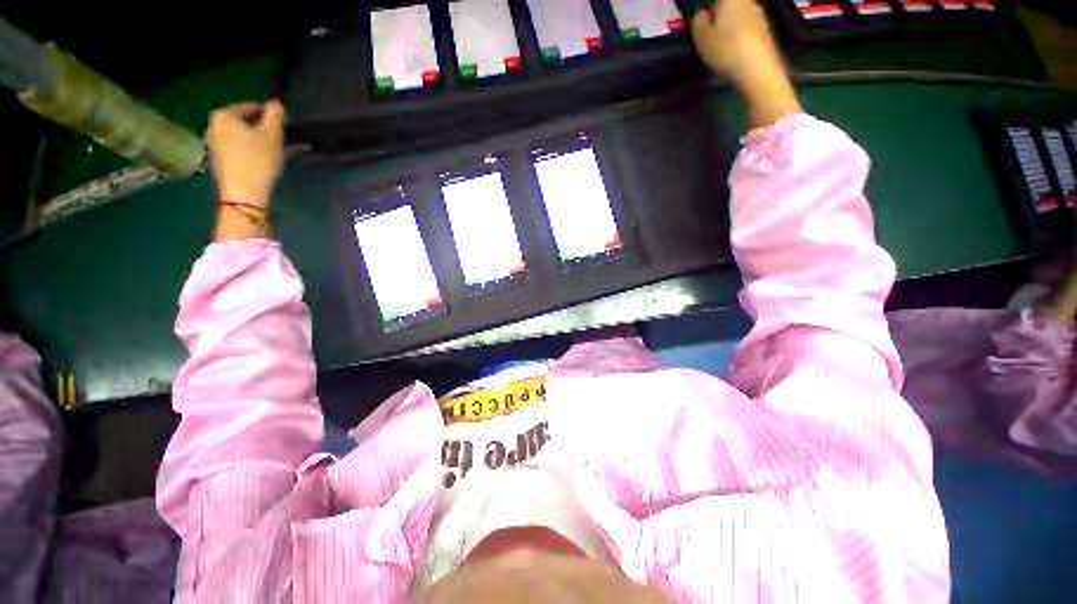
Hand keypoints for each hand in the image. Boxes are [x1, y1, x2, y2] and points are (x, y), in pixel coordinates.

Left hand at [208, 100, 285, 207]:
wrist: (244, 194)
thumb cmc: (258, 160)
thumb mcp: (273, 135)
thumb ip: (276, 115)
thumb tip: (276, 103)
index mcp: (224, 114)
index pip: (252, 107)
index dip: (271, 116)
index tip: (286, 127)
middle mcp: (215, 125)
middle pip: (247, 122)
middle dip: (266, 130)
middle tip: (285, 141)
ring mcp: (215, 144)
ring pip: (245, 136)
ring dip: (263, 141)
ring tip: (281, 152)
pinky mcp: (221, 160)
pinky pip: (241, 149)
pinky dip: (255, 151)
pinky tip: (269, 161)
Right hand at [691, 0, 800, 127]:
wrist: (758, 70)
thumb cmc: (726, 50)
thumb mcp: (702, 38)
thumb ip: (698, 22)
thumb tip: (702, 15)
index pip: (714, 1)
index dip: (707, 13)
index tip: (701, 28)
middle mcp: (748, 1)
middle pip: (728, 6)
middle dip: (719, 19)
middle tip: (709, 38)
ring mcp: (759, 15)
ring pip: (738, 17)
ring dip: (729, 29)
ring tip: (721, 49)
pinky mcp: (765, 31)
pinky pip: (747, 29)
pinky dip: (739, 38)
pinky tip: (734, 53)